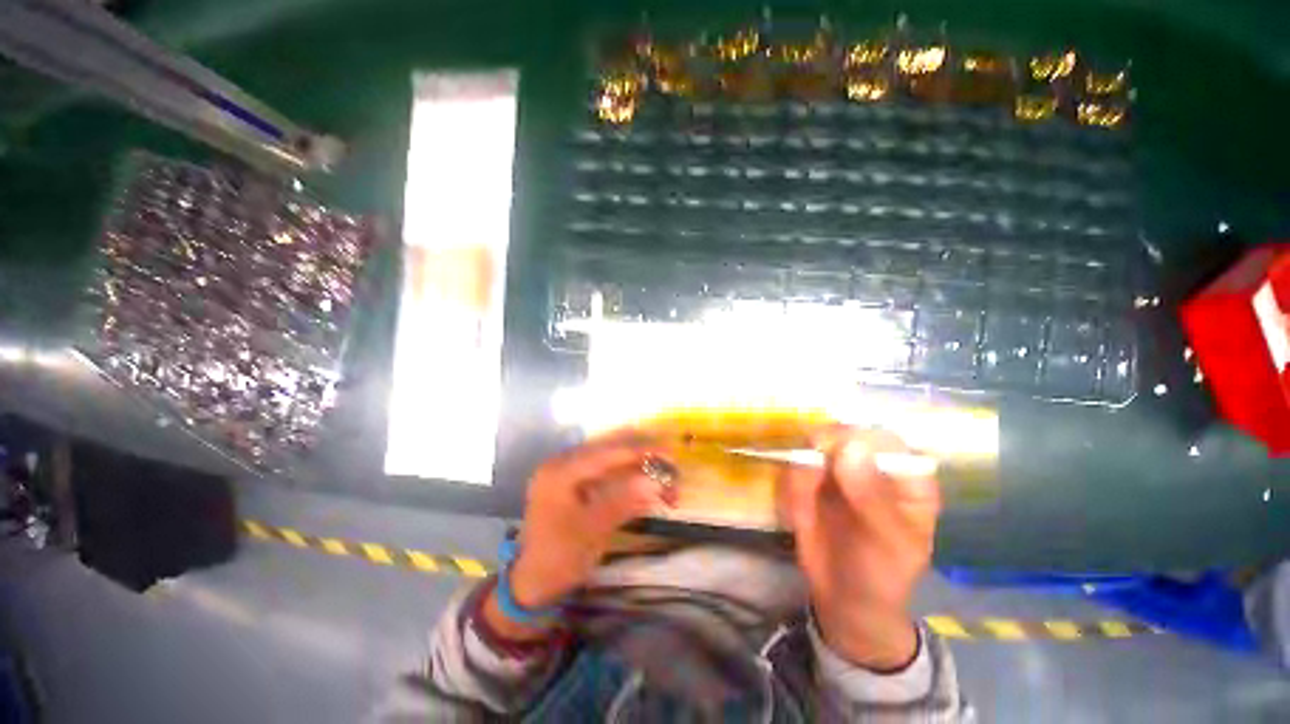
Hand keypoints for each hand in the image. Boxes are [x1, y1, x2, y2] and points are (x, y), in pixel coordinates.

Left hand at [485, 433, 673, 639]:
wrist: (532, 583)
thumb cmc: (558, 558)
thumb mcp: (592, 532)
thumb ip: (624, 502)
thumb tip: (657, 481)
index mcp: (561, 471)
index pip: (608, 452)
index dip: (641, 451)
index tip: (671, 455)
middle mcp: (565, 462)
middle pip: (611, 448)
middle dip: (644, 456)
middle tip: (672, 467)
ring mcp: (570, 470)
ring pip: (613, 457)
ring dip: (641, 465)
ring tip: (666, 481)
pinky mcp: (577, 480)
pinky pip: (609, 470)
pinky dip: (631, 477)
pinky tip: (648, 488)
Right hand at [780, 429, 940, 669]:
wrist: (845, 599)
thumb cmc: (882, 574)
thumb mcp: (887, 542)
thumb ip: (871, 496)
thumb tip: (851, 446)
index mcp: (906, 475)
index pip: (883, 438)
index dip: (855, 438)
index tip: (828, 451)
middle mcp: (871, 464)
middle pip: (842, 433)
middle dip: (819, 450)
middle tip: (807, 477)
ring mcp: (838, 469)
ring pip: (811, 448)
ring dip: (800, 474)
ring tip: (805, 511)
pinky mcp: (811, 479)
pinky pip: (793, 469)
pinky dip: (789, 488)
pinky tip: (799, 516)